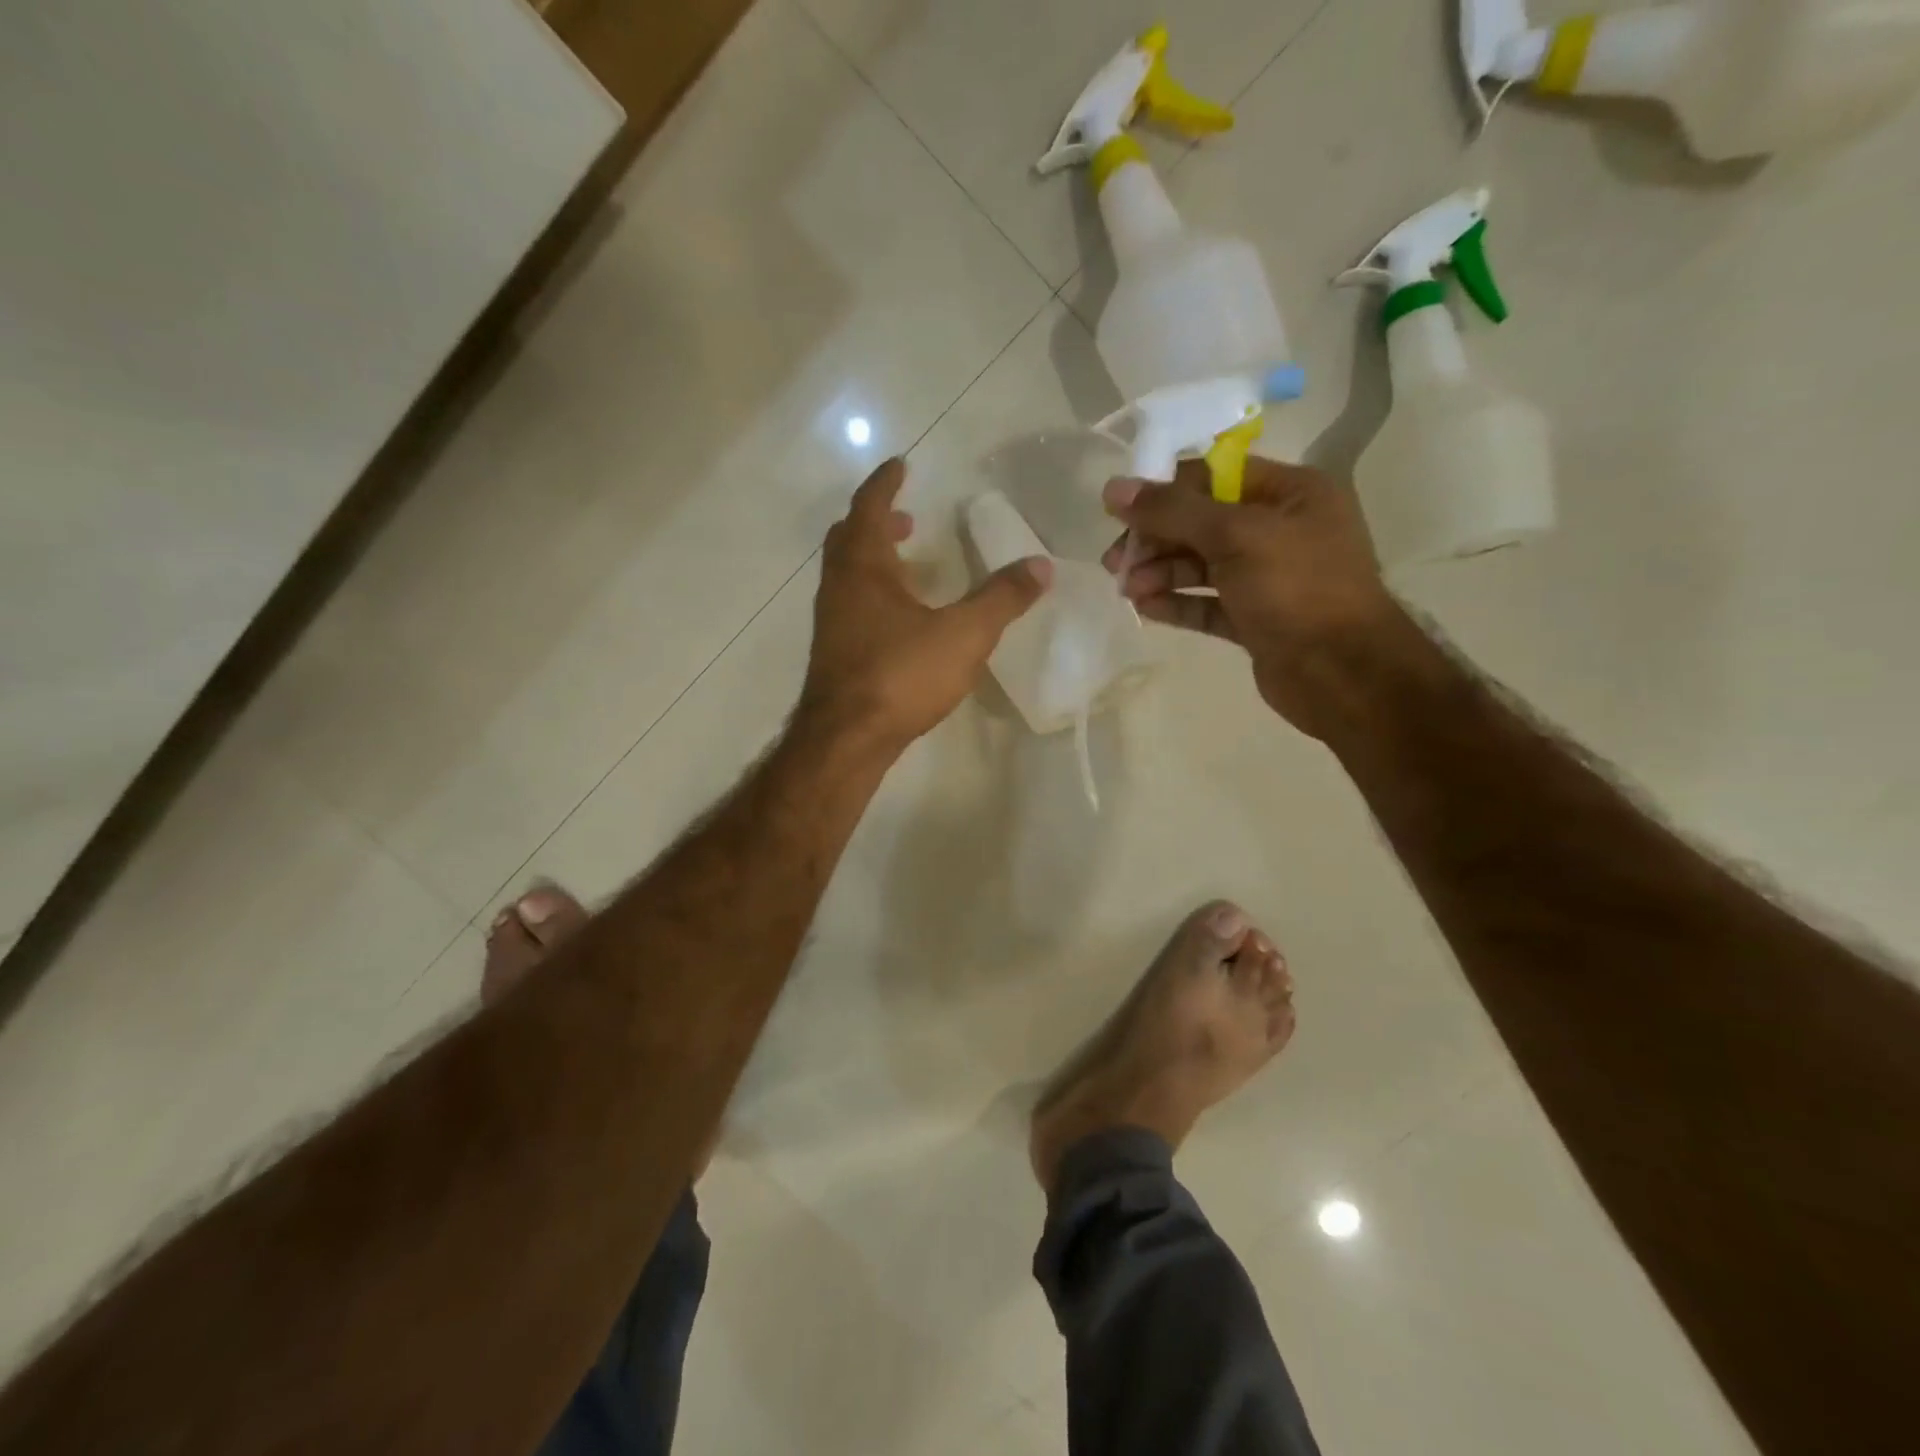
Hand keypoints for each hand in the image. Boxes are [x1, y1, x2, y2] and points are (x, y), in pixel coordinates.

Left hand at [802, 458, 1050, 750]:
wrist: (847, 739)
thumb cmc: (901, 675)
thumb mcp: (963, 634)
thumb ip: (1002, 598)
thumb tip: (1040, 566)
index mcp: (863, 567)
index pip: (868, 506)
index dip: (885, 483)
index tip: (901, 465)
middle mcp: (838, 587)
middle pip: (849, 538)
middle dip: (876, 521)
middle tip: (907, 518)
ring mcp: (831, 622)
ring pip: (847, 574)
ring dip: (874, 559)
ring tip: (910, 566)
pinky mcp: (834, 654)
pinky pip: (851, 605)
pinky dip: (873, 593)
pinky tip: (901, 620)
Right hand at [1101, 457, 1405, 736]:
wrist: (1343, 674)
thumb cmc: (1296, 589)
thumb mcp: (1235, 536)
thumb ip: (1173, 510)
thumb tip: (1114, 488)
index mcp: (1291, 493)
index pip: (1215, 476)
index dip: (1164, 490)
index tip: (1119, 511)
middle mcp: (1281, 529)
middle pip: (1202, 523)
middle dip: (1156, 539)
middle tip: (1115, 561)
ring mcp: (1269, 577)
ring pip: (1202, 566)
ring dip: (1161, 573)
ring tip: (1126, 590)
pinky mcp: (1255, 619)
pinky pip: (1208, 603)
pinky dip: (1177, 603)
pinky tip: (1145, 608)